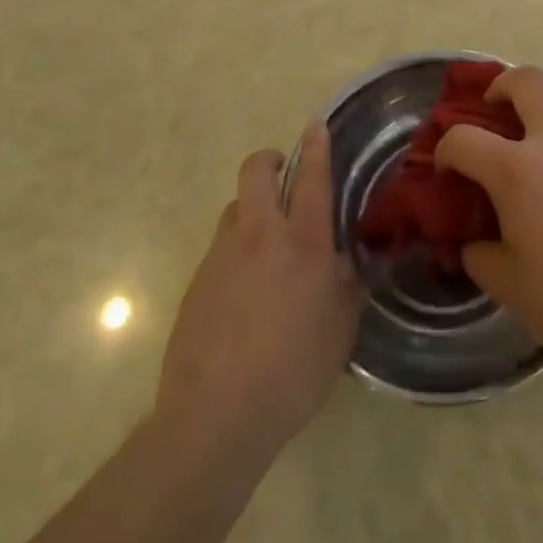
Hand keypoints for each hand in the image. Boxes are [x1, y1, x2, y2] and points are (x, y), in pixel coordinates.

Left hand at [156, 123, 362, 459]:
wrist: (215, 417)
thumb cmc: (292, 371)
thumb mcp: (340, 329)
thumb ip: (345, 284)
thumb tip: (345, 260)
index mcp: (303, 243)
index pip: (312, 178)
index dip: (316, 147)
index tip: (315, 125)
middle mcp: (260, 236)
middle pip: (256, 172)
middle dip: (269, 160)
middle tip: (282, 172)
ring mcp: (222, 256)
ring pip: (234, 209)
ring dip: (251, 210)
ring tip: (264, 243)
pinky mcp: (196, 283)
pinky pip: (219, 250)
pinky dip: (234, 254)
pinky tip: (241, 294)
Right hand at [434, 67, 542, 374]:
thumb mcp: (504, 283)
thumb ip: (478, 252)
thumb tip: (474, 241)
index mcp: (516, 169)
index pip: (463, 138)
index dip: (445, 151)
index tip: (447, 171)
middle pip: (525, 81)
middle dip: (500, 86)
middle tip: (491, 109)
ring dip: (542, 112)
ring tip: (536, 146)